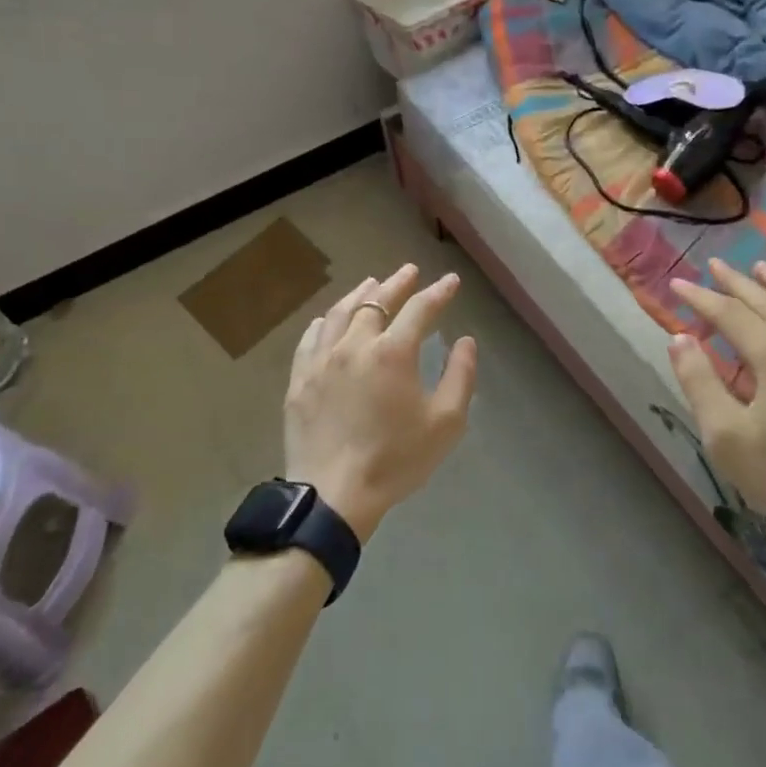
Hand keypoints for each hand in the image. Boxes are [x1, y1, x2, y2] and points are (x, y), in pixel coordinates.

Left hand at [284, 265, 477, 540]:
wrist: (333, 495)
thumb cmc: (396, 460)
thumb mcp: (445, 423)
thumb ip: (460, 376)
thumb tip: (465, 342)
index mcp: (393, 352)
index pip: (420, 309)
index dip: (439, 292)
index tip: (451, 281)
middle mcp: (355, 344)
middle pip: (376, 301)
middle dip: (398, 283)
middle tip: (410, 271)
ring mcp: (322, 359)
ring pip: (340, 312)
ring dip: (360, 294)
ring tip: (371, 284)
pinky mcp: (300, 378)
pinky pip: (311, 337)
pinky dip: (325, 321)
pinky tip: (329, 319)